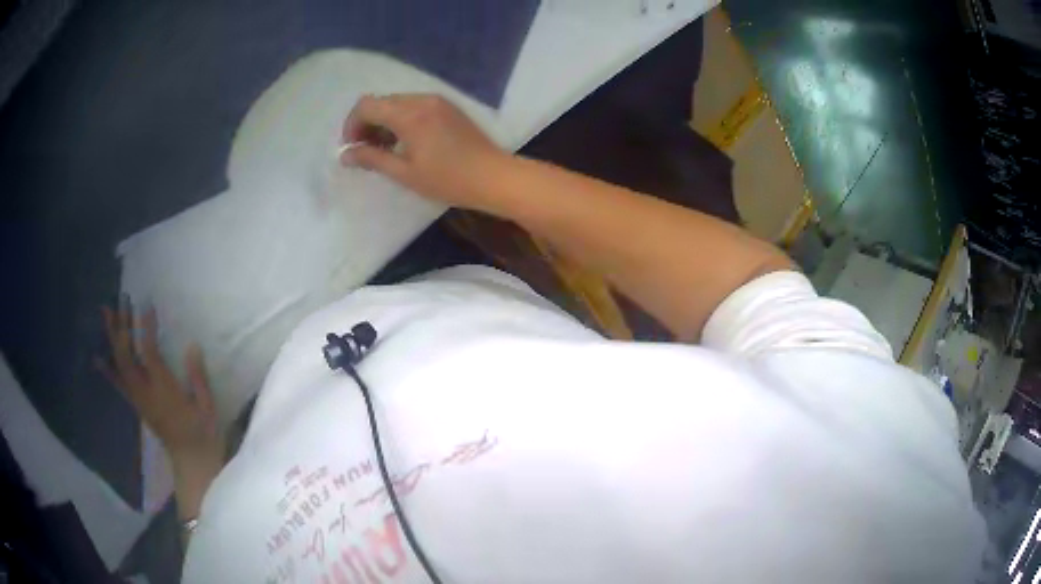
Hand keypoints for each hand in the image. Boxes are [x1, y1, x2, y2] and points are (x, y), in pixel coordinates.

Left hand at [95, 298, 224, 474]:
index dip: (145, 328)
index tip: (145, 303)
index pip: (149, 353)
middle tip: (123, 299)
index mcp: (164, 391)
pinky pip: (118, 384)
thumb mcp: (208, 408)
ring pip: (119, 364)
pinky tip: (97, 358)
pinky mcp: (137, 405)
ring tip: (106, 312)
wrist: (192, 465)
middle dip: (123, 326)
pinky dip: (107, 369)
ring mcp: (138, 399)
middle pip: (127, 355)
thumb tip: (192, 346)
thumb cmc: (204, 436)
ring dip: (112, 338)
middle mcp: (145, 392)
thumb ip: (198, 378)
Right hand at [340, 94, 507, 211]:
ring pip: (398, 103)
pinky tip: (405, 143)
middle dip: (367, 123)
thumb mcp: (404, 173)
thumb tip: (345, 155)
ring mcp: (437, 101)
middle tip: (365, 151)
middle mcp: (422, 99)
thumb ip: (372, 159)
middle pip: (382, 102)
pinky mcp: (448, 107)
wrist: (494, 176)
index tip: (351, 148)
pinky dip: (402, 119)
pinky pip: (415, 106)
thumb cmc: (448, 179)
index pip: (367, 106)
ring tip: (384, 150)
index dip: (352, 125)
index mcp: (409, 114)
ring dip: (384, 122)